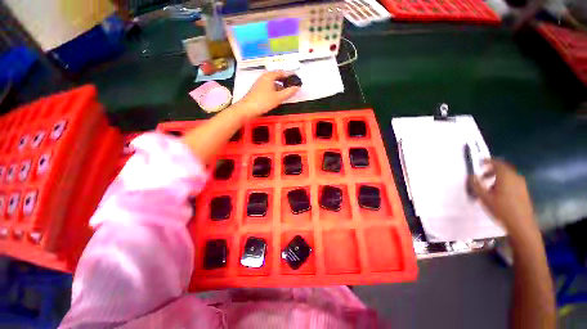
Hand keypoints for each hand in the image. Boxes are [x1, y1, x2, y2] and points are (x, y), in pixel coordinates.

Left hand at [235, 71, 299, 119]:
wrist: (247, 109)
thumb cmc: (264, 101)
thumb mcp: (278, 97)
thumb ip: (289, 92)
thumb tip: (298, 87)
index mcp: (269, 76)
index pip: (281, 72)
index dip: (289, 76)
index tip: (296, 79)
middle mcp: (264, 78)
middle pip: (276, 77)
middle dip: (285, 81)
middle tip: (292, 86)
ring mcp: (260, 84)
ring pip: (272, 83)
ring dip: (280, 87)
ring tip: (286, 93)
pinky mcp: (257, 91)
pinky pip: (269, 88)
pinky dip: (274, 91)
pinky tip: (277, 97)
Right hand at [469, 159, 537, 237]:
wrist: (521, 224)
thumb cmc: (501, 209)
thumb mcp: (484, 198)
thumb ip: (476, 185)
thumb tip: (471, 176)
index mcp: (506, 176)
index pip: (497, 163)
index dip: (488, 161)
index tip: (479, 162)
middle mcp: (515, 177)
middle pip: (503, 168)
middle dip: (491, 170)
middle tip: (481, 176)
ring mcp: (521, 184)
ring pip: (508, 175)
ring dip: (497, 177)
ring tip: (488, 186)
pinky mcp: (523, 191)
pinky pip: (512, 181)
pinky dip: (503, 182)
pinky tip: (498, 193)